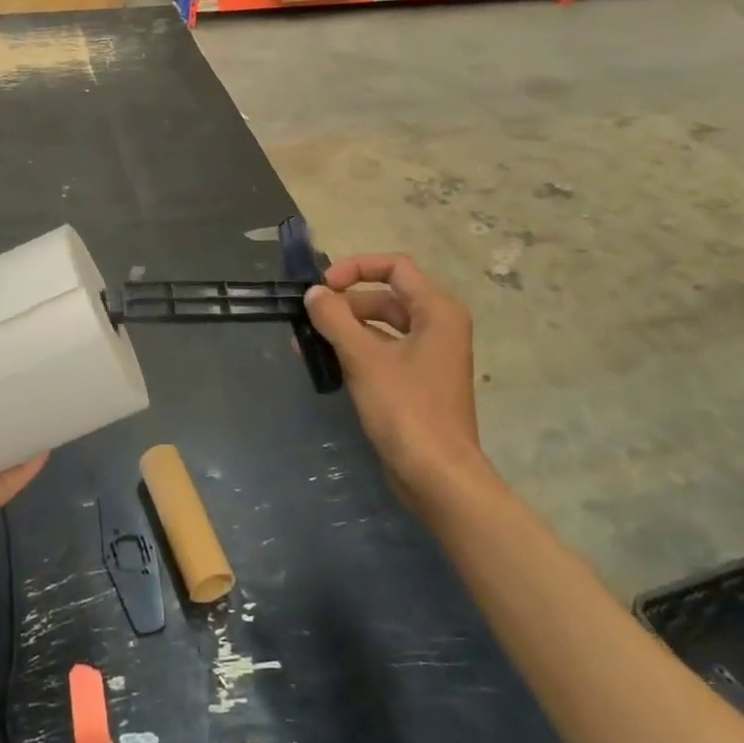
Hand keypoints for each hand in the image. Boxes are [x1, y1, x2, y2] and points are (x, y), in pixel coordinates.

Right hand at [304, 255, 488, 509]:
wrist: (436, 475)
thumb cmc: (405, 408)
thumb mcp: (363, 358)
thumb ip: (334, 318)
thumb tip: (313, 294)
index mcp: (436, 310)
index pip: (394, 267)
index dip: (355, 268)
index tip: (323, 287)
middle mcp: (438, 326)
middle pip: (385, 296)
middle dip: (344, 303)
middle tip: (307, 318)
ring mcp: (429, 355)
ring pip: (381, 326)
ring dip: (344, 328)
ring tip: (305, 342)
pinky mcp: (417, 381)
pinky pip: (383, 351)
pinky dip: (355, 350)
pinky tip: (324, 362)